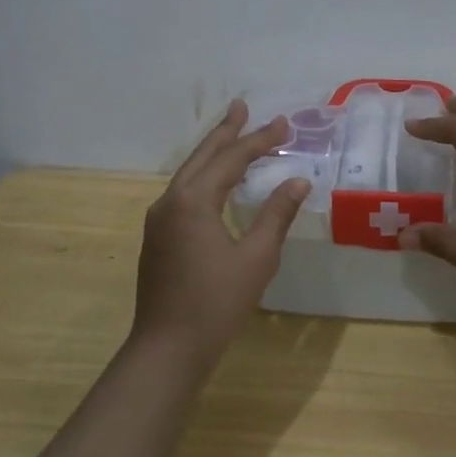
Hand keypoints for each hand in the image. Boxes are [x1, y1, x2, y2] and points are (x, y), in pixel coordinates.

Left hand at [134, 100, 309, 363]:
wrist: (167, 349)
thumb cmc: (216, 303)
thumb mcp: (257, 257)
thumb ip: (276, 214)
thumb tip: (297, 180)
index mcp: (193, 201)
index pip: (231, 159)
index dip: (259, 140)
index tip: (283, 123)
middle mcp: (170, 202)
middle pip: (202, 157)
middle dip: (225, 133)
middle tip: (242, 107)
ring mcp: (159, 220)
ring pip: (189, 174)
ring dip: (212, 153)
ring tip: (232, 135)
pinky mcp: (158, 237)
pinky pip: (183, 192)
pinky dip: (203, 177)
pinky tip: (215, 183)